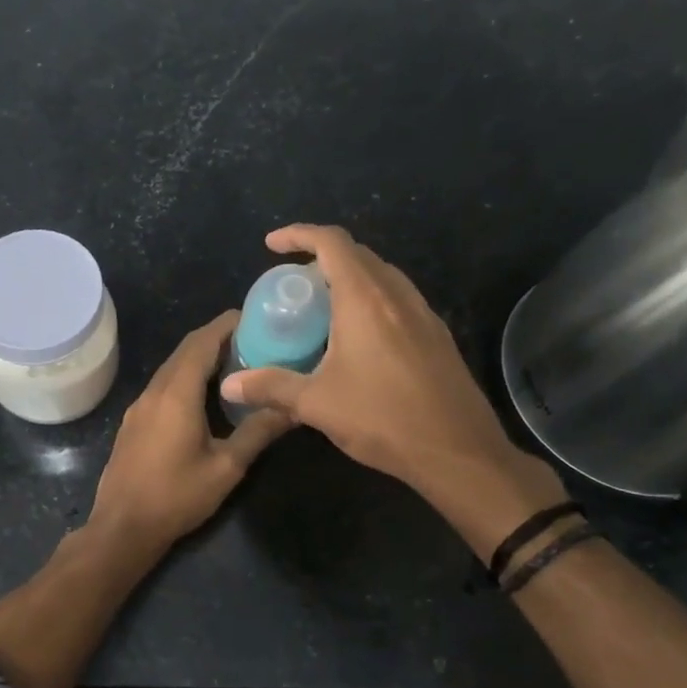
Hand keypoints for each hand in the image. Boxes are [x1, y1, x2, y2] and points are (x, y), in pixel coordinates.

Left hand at [91, 312, 289, 550]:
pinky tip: (204, 396)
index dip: (226, 325)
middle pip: (185, 351)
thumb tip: (293, 408)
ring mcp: (139, 406)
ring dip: (200, 359)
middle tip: (252, 340)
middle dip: (216, 338)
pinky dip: (185, 378)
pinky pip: (163, 386)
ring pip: (172, 368)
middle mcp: (154, 391)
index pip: (202, 342)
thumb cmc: (177, 496)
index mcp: (177, 393)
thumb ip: (258, 432)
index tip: (253, 317)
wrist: (122, 527)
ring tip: (235, 364)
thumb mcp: (226, 467)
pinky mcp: (134, 422)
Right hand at [218, 225, 564, 548]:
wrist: (458, 453)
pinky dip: (372, 301)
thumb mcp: (316, 404)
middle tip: (294, 285)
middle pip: (358, 255)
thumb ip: (270, 387)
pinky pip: (398, 300)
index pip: (332, 243)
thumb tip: (228, 385)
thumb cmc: (383, 419)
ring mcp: (423, 315)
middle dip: (321, 258)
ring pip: (382, 277)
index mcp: (365, 300)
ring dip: (350, 279)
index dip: (299, 234)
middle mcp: (397, 296)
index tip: (272, 245)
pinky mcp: (437, 337)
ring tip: (323, 308)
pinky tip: (358, 339)